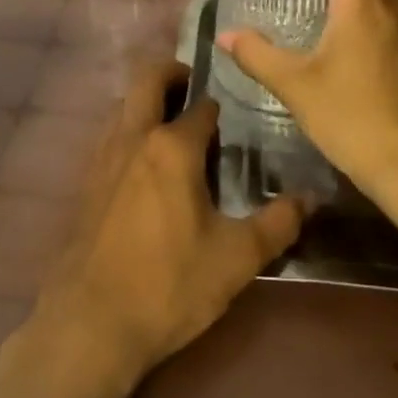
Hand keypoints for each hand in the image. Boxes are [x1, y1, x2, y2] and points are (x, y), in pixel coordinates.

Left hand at [29, 60, 305, 387]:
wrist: (90, 324)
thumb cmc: (169, 284)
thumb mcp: (236, 258)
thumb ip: (278, 223)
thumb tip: (311, 197)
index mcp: (172, 147)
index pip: (202, 107)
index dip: (221, 107)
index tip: (236, 114)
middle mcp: (134, 138)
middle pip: (148, 81)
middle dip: (172, 73)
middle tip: (194, 85)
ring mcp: (103, 158)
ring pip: (124, 107)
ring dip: (147, 102)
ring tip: (173, 125)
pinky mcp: (86, 183)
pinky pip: (110, 137)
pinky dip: (129, 131)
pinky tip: (144, 165)